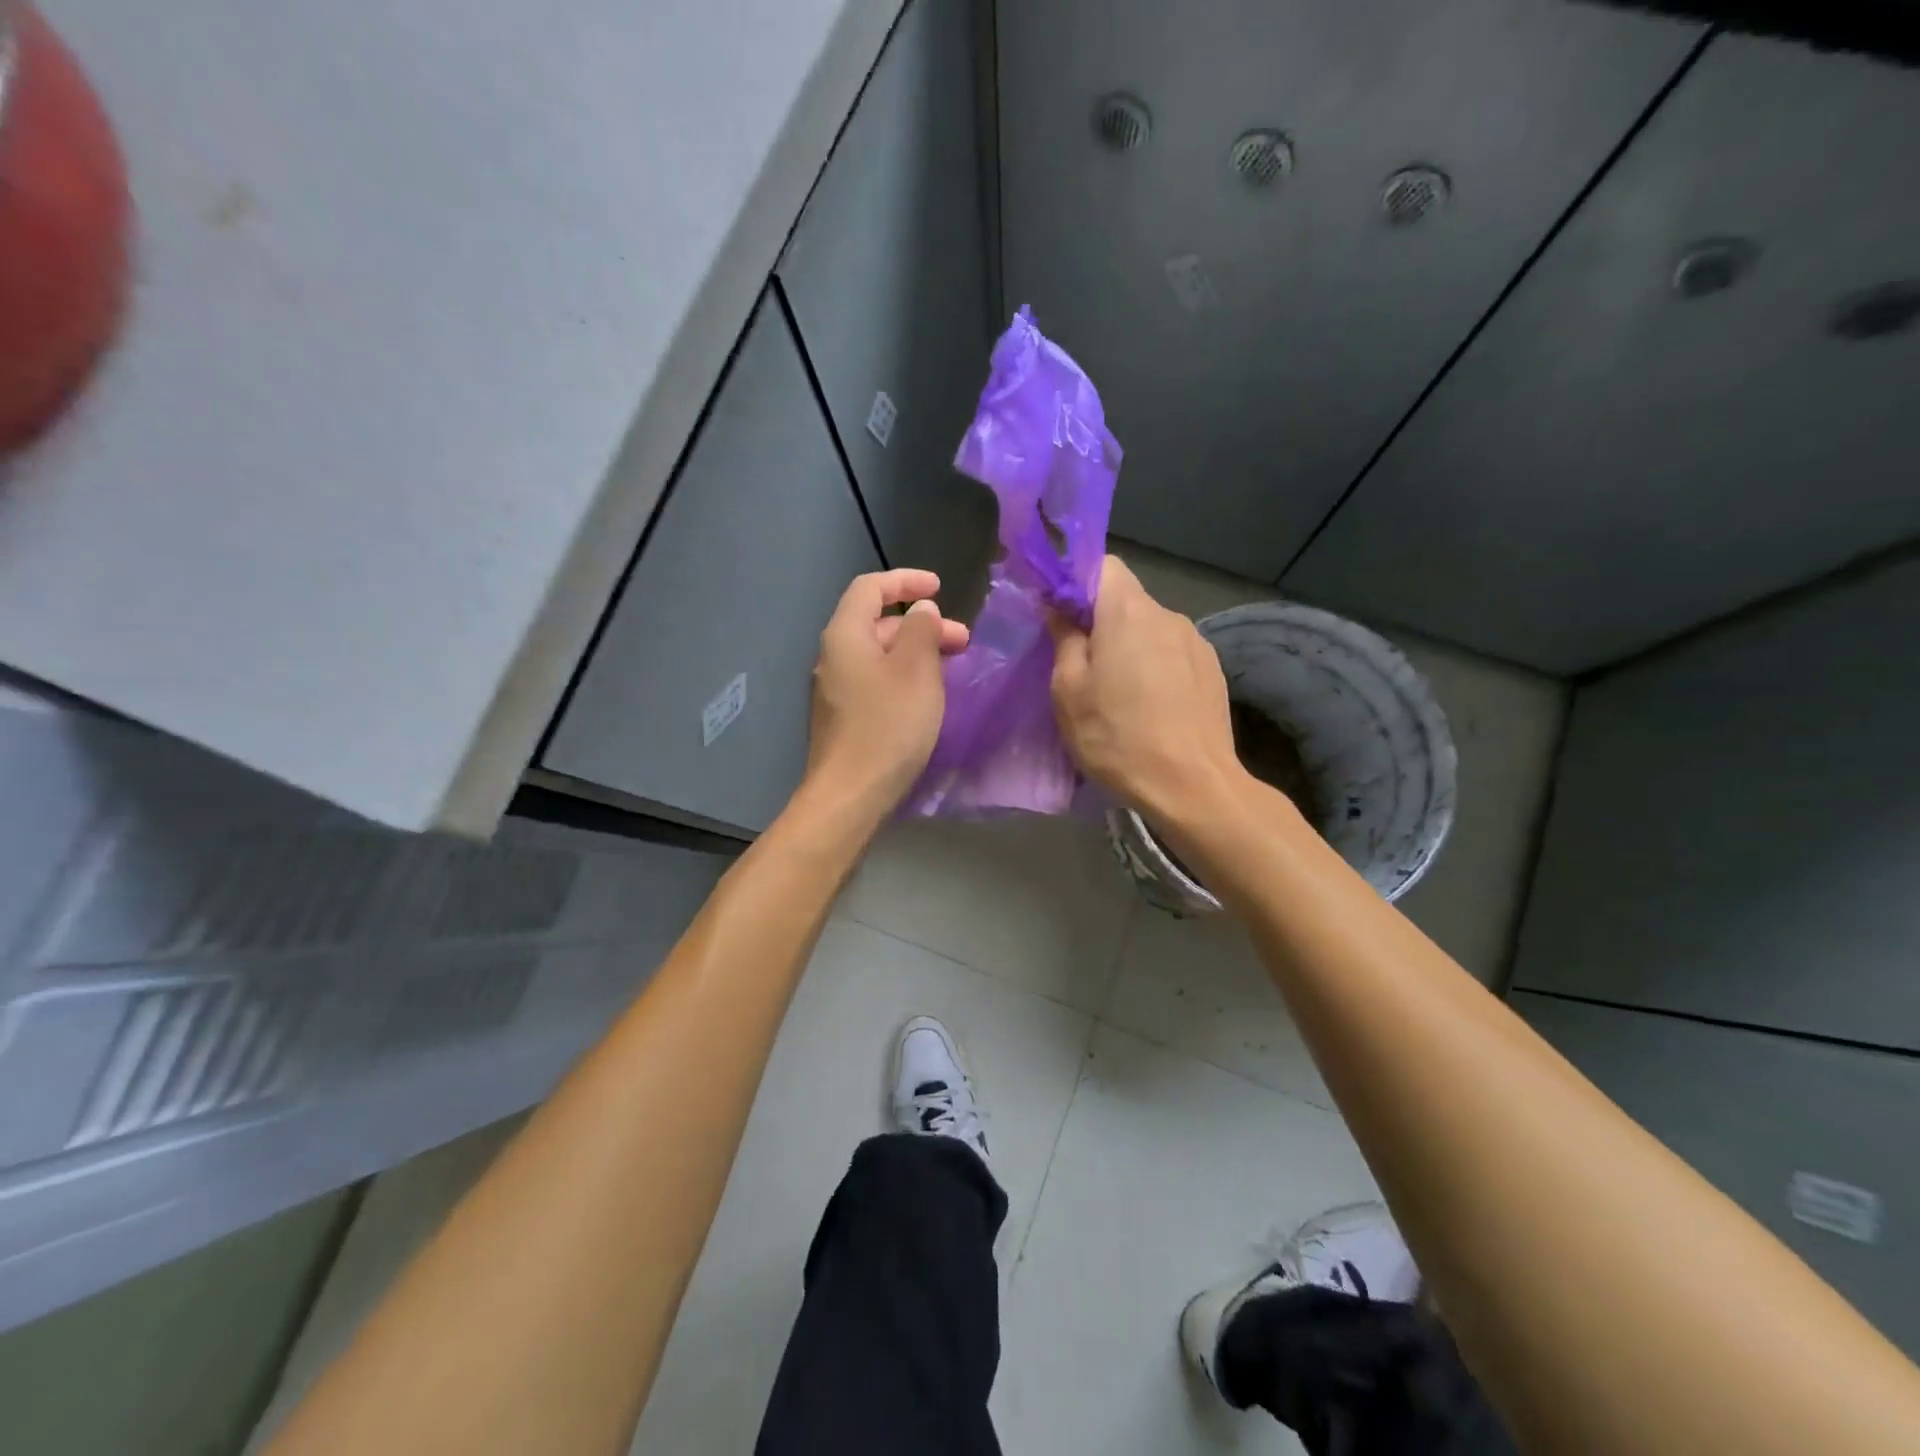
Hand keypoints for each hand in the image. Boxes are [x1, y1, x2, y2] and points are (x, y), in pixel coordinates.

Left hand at [805, 568, 968, 811]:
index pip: (870, 587)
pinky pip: (875, 681)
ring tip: (951, 669)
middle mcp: (833, 657)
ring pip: (878, 655)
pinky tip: (926, 697)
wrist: (850, 795)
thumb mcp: (916, 670)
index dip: (905, 580)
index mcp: (845, 635)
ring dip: (915, 653)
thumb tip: (920, 611)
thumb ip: (921, 630)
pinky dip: (903, 677)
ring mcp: (835, 690)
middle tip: (962, 640)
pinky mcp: (842, 719)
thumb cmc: (888, 726)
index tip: (940, 588)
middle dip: (921, 624)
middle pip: (876, 622)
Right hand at [1048, 556, 1244, 819]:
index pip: (1103, 565)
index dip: (1076, 582)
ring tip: (1118, 694)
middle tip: (1080, 666)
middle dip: (1100, 623)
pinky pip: (1172, 654)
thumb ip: (1064, 639)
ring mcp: (1196, 643)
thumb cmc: (1118, 737)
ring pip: (1150, 630)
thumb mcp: (1069, 691)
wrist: (1192, 786)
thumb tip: (1060, 608)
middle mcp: (1168, 616)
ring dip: (1130, 648)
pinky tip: (1150, 708)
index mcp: (1129, 612)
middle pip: (1126, 600)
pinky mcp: (1213, 671)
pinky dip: (1155, 668)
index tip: (1059, 615)